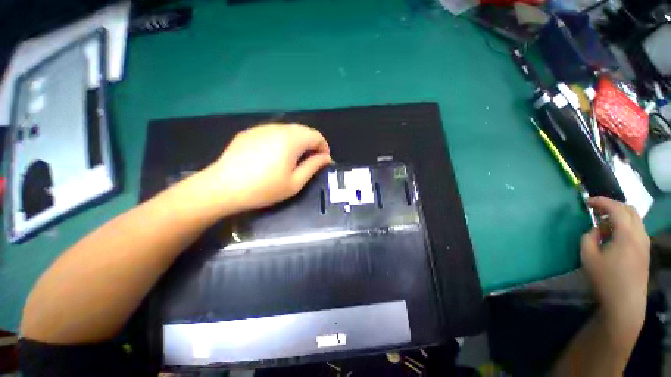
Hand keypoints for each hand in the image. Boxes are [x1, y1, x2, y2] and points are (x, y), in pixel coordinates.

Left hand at [203, 123, 331, 212]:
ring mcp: (262, 128)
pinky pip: (273, 132)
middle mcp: (278, 128)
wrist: (223, 187)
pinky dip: (281, 141)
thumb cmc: (264, 188)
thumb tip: (326, 158)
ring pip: (288, 130)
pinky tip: (273, 156)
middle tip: (309, 162)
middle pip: (303, 130)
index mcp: (291, 139)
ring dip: (297, 142)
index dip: (323, 147)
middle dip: (311, 144)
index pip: (316, 135)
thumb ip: (313, 167)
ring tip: (292, 159)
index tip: (322, 161)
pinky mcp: (250, 132)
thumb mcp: (295, 183)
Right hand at [580, 197, 649, 338]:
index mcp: (626, 235)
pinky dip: (625, 226)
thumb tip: (595, 230)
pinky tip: (615, 237)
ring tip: (604, 225)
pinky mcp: (645, 252)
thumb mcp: (588, 256)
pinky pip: (637, 230)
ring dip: (620, 216)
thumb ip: (588, 237)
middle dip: (612, 206)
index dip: (601, 201)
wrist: (625, 303)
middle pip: (630, 210)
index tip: (587, 202)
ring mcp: (645, 244)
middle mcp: (640, 235)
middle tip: (596, 210)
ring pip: (635, 220)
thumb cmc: (605, 279)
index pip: (616, 208)